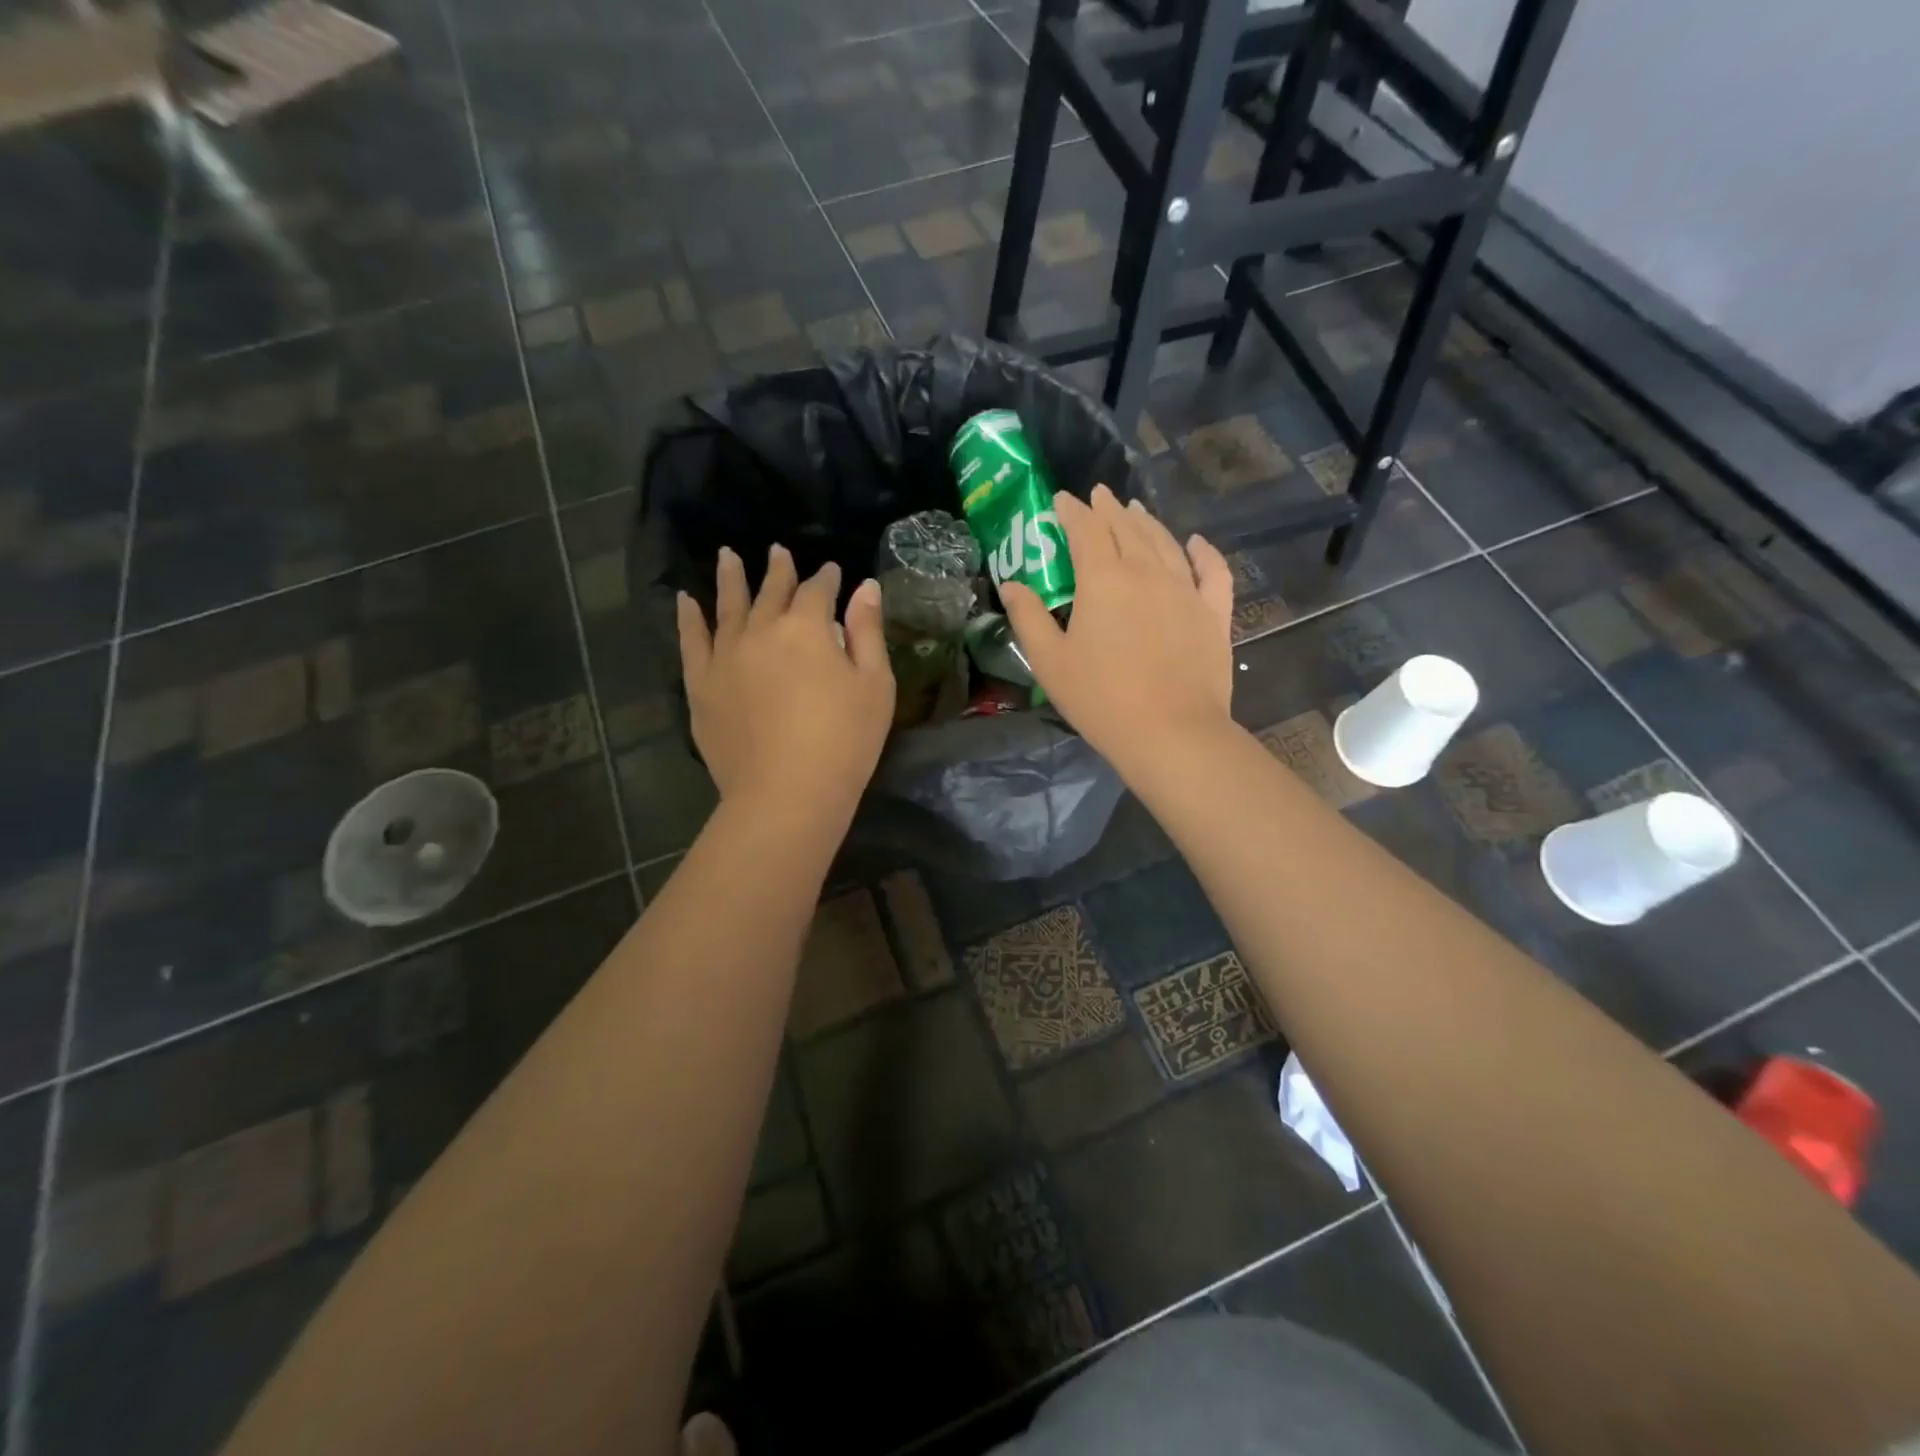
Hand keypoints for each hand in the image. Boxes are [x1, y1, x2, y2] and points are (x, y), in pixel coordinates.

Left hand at [677, 545, 894, 824]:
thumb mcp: (875, 686)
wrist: (786, 794)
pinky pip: (692, 642)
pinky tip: (686, 602)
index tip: (833, 571)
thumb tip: (865, 587)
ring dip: (730, 579)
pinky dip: (689, 618)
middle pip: (771, 591)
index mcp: (807, 628)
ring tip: (727, 557)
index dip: (827, 579)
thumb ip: (868, 632)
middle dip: (779, 570)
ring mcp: (725, 656)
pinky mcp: (701, 685)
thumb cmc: (844, 742)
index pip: (817, 591)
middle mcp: (761, 630)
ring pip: (728, 607)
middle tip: (778, 551)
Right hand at [1000, 485, 1233, 777]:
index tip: (1062, 499)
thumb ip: (1028, 617)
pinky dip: (1203, 552)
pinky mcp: (1213, 613)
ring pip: (1166, 542)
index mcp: (1104, 579)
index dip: (1072, 511)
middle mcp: (1147, 572)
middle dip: (1109, 510)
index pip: (1086, 530)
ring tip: (1135, 511)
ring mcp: (1186, 590)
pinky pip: (1212, 571)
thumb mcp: (1050, 662)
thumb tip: (1011, 584)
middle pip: (1127, 529)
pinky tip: (1195, 542)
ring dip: (1147, 523)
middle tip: (1099, 496)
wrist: (1171, 733)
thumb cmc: (1101, 699)